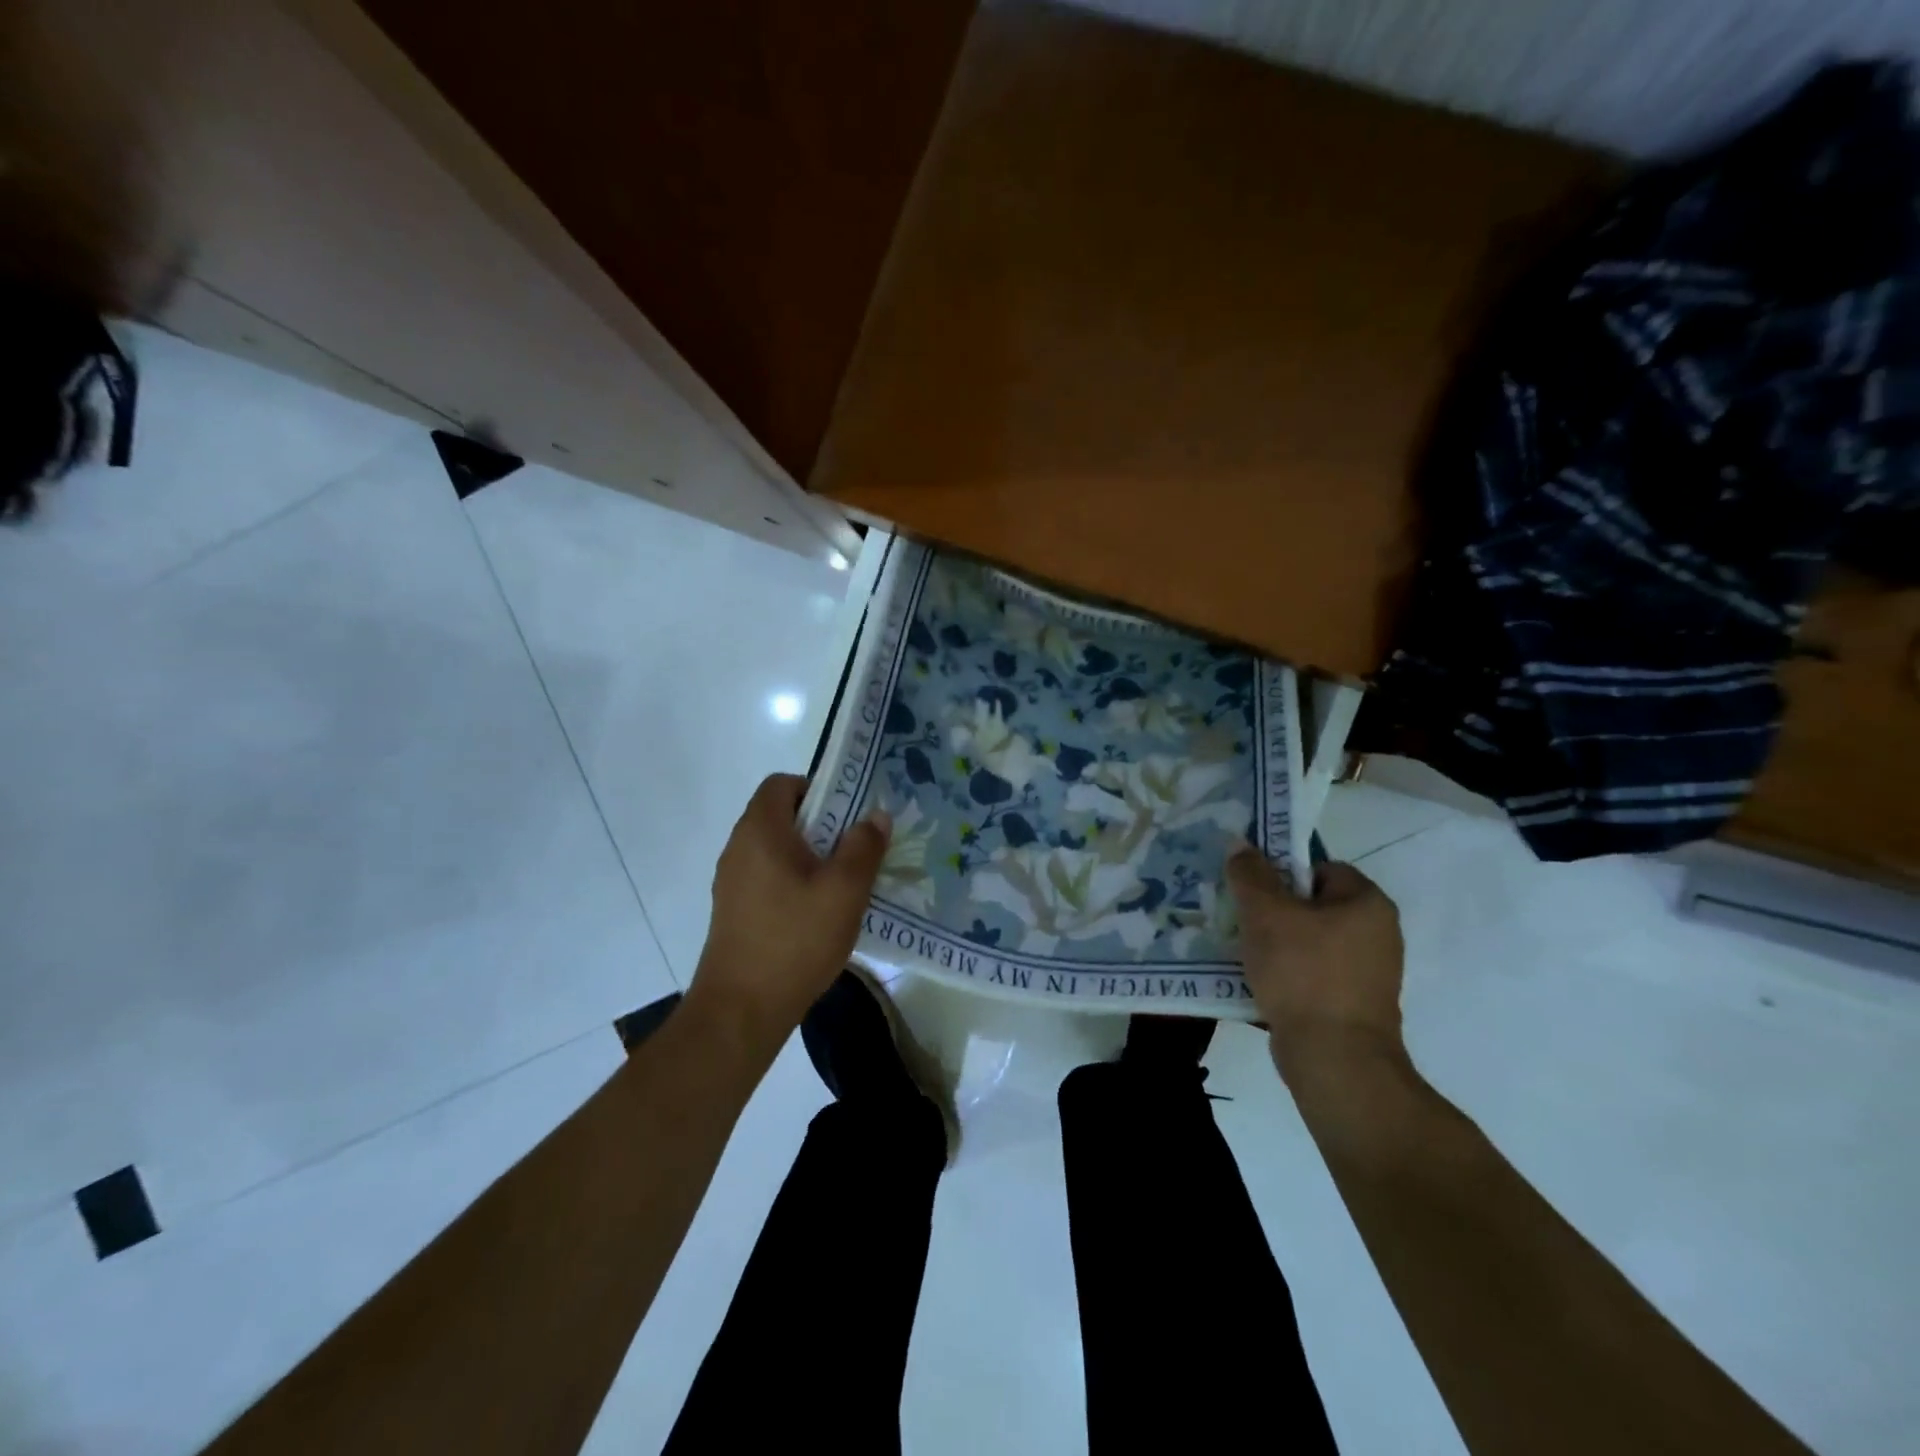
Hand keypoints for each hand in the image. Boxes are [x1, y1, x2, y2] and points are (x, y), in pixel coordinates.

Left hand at [686, 774, 890, 1057]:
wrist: (741, 1010)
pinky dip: (795, 881)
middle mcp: (739, 847)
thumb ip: (864, 847)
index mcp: (760, 831)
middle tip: (857, 849)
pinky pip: (769, 877)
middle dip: (823, 826)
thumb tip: (875, 815)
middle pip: (781, 816)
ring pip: (777, 850)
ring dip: (811, 856)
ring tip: (844, 883)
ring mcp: (732, 881)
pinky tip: (820, 913)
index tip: (849, 815)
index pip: (782, 783)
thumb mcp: (844, 891)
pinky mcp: (734, 911)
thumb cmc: (795, 940)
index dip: (818, 788)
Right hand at [1226, 849, 1406, 1084]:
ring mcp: (1369, 973)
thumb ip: (1250, 874)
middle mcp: (1378, 934)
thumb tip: (1240, 843)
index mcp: (1368, 903)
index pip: (1320, 868)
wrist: (1334, 1059)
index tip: (1251, 891)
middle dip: (1274, 911)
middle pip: (1312, 905)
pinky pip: (1312, 975)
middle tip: (1240, 918)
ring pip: (1309, 942)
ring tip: (1243, 951)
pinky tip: (1258, 982)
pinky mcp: (1354, 1006)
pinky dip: (1287, 975)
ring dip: (1276, 944)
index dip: (1282, 873)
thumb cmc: (1304, 973)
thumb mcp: (1265, 913)